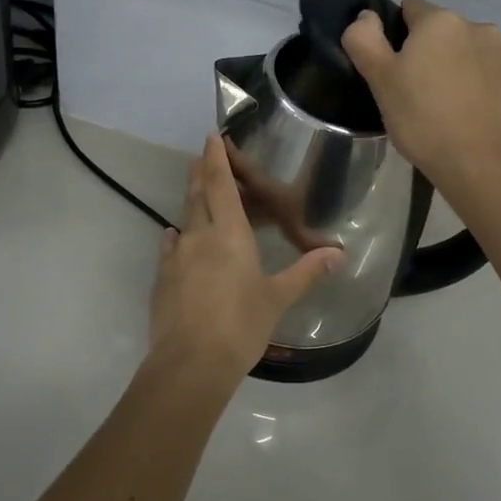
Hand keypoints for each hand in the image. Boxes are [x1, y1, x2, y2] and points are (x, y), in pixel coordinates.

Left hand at [146, 134, 342, 384]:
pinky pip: (170, 247)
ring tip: (196, 194)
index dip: (216, 159)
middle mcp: (199, 236)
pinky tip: (177, 238)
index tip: (211, 137)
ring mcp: (176, 257)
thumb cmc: (241, 325)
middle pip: (197, 195)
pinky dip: (177, 237)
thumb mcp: (278, 298)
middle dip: (200, 173)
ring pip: (183, 219)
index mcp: (229, 234)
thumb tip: (338, 254)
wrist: (190, 363)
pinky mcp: (162, 279)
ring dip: (190, 202)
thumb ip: (306, 272)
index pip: (220, 185)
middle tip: (202, 156)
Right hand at [341, 0, 500, 196]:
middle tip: (415, 92)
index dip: (396, 36)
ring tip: (446, 105)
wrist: (481, 163)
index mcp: (439, 20)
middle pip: (441, 31)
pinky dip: (479, 85)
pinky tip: (470, 114)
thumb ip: (364, 39)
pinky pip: (490, 73)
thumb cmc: (422, 119)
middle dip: (428, 52)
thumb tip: (367, 15)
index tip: (393, 69)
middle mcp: (476, 25)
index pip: (409, 9)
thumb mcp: (380, 80)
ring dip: (455, 66)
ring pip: (467, 51)